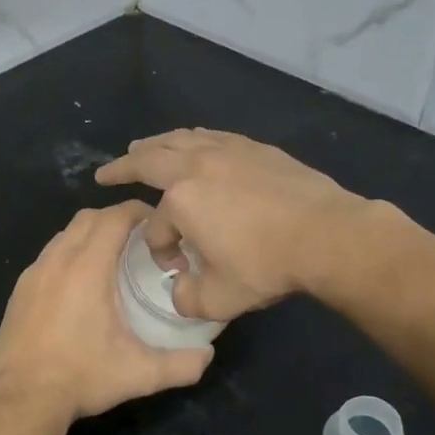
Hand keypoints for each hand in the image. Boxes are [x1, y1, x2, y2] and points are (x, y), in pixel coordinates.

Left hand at [0, 200, 214, 423]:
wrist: (21, 398)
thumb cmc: (81, 377)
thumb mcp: (139, 374)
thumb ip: (180, 364)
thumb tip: (208, 356)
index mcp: (87, 267)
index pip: (114, 217)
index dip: (137, 211)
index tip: (157, 223)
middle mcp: (58, 260)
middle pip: (88, 218)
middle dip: (114, 219)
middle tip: (139, 240)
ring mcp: (34, 273)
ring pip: (64, 234)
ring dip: (89, 235)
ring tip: (111, 259)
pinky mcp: (20, 289)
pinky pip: (48, 256)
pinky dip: (68, 254)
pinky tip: (78, 285)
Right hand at [94, 128, 375, 320]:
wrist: (327, 235)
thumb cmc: (267, 265)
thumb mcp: (219, 298)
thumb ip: (187, 298)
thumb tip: (179, 291)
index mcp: (181, 199)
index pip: (157, 226)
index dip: (160, 250)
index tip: (178, 269)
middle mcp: (197, 165)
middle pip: (150, 160)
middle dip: (124, 167)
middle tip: (107, 172)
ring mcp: (227, 151)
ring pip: (180, 139)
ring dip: (156, 145)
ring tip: (143, 147)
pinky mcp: (255, 148)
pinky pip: (212, 136)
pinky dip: (192, 138)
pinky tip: (194, 141)